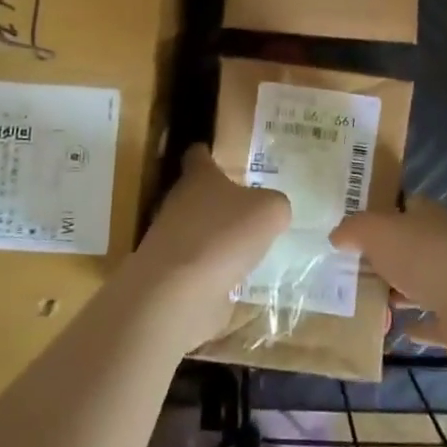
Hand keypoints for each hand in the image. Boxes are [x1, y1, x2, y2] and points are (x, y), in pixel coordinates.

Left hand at [134, 143, 290, 348]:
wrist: (179, 292)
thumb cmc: (224, 235)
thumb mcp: (269, 211)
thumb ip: (275, 205)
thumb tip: (274, 211)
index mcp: (198, 177)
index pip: (198, 155)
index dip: (207, 153)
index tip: (219, 156)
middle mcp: (179, 202)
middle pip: (197, 194)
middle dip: (219, 201)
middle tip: (250, 208)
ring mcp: (171, 240)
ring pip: (197, 230)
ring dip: (217, 237)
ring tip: (247, 247)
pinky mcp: (171, 276)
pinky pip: (197, 266)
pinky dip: (213, 271)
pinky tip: (236, 279)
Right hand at [331, 196, 446, 330]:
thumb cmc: (424, 258)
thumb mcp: (376, 232)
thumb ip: (354, 229)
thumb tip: (337, 235)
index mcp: (430, 216)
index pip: (406, 204)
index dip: (383, 211)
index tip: (358, 226)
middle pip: (414, 245)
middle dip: (389, 255)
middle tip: (357, 267)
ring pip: (425, 283)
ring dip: (403, 291)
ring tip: (372, 300)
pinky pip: (436, 321)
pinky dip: (419, 325)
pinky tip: (401, 331)